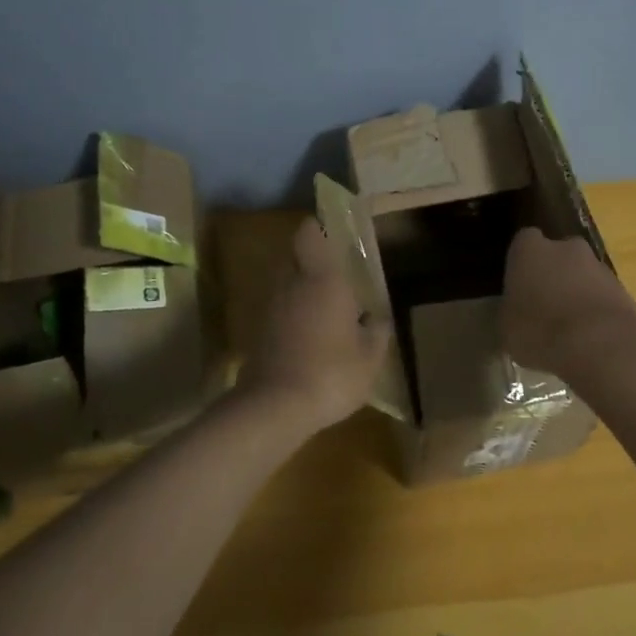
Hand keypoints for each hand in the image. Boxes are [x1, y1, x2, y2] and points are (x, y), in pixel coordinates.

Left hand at [239, 217, 392, 435]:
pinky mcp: (259, 329)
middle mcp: (293, 282)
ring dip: (300, 288)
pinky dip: (290, 313)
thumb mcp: (370, 358)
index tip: (332, 234)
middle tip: (334, 276)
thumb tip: (377, 319)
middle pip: (295, 255)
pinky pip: (278, 308)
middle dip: (311, 260)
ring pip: (285, 282)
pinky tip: (307, 334)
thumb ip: (377, 332)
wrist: (275, 407)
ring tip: (323, 309)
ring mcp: (271, 305)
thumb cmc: (331, 373)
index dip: (318, 228)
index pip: (309, 233)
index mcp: (323, 278)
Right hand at [502, 227, 635, 380]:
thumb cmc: (540, 331)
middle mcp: (565, 248)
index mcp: (530, 249)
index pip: (523, 242)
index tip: (518, 285)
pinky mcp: (624, 289)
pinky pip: (602, 296)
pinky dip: (596, 311)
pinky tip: (591, 338)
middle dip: (553, 274)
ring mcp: (599, 266)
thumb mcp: (507, 328)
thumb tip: (514, 312)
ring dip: (577, 293)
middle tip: (544, 305)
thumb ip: (510, 311)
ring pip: (582, 275)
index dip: (521, 263)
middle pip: (557, 254)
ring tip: (569, 329)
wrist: (602, 345)